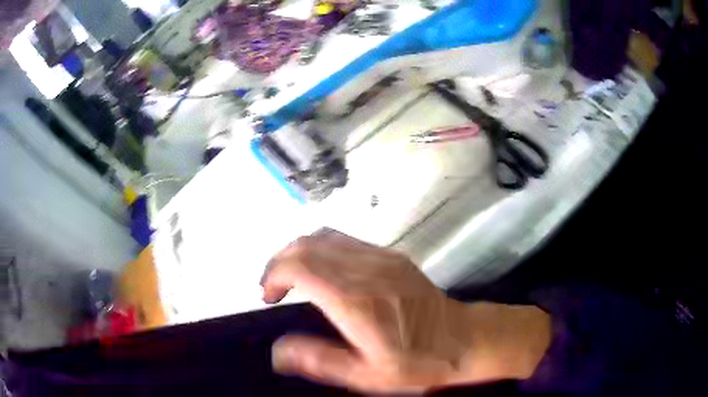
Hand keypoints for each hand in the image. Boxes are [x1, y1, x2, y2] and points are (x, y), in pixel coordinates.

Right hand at [261, 230, 550, 393]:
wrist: (463, 340)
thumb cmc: (416, 364)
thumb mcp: (367, 376)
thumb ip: (320, 361)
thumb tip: (277, 352)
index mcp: (357, 301)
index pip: (300, 266)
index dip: (274, 274)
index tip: (268, 296)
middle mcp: (367, 270)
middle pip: (307, 244)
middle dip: (279, 260)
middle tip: (273, 287)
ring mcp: (382, 257)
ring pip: (325, 236)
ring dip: (299, 252)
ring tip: (292, 277)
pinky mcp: (392, 256)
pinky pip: (345, 239)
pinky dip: (321, 248)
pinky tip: (322, 271)